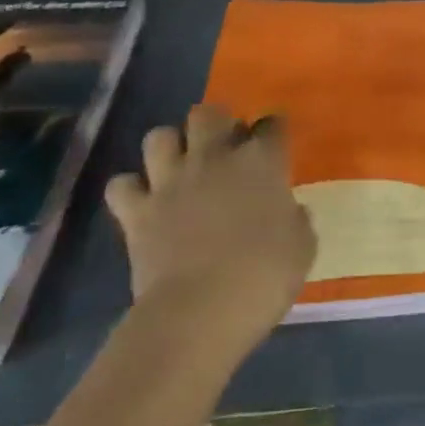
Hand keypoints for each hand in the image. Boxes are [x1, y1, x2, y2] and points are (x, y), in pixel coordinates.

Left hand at [105, 105, 316, 342]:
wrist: (200, 311)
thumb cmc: (264, 277)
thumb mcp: (302, 248)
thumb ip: (296, 220)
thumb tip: (290, 211)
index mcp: (261, 163)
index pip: (271, 125)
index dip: (273, 130)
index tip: (275, 143)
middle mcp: (213, 159)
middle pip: (208, 113)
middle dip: (217, 123)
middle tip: (225, 148)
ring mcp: (170, 182)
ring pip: (159, 136)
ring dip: (170, 147)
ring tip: (180, 167)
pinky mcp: (136, 211)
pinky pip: (122, 185)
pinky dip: (130, 189)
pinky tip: (142, 201)